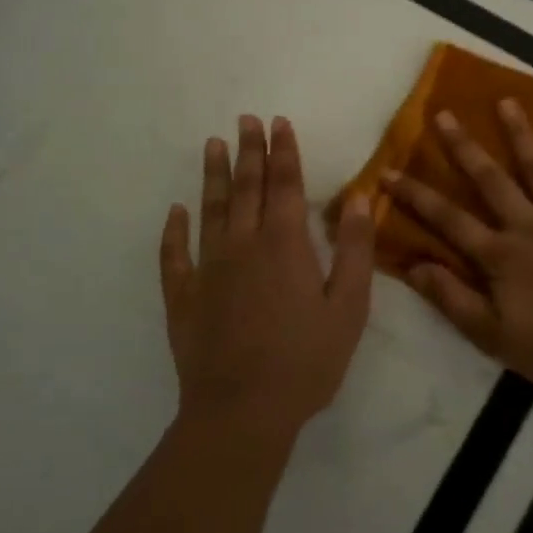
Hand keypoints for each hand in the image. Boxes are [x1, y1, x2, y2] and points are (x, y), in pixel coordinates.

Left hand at [160, 115, 373, 439]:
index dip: (283, 150)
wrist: (242, 412)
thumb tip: (358, 199)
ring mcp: (208, 269)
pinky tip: (175, 213)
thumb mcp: (349, 307)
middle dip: (249, 150)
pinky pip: (175, 255)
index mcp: (284, 243)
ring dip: (213, 176)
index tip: (278, 122)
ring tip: (212, 145)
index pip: (284, 184)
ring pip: (211, 210)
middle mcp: (243, 244)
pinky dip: (174, 231)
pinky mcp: (184, 297)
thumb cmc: (305, 360)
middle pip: (247, 187)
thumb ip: (355, 249)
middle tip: (244, 119)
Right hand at [382, 101, 532, 393]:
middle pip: (490, 179)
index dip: (414, 196)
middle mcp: (528, 224)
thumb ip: (452, 299)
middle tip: (445, 114)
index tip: (387, 171)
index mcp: (499, 254)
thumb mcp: (493, 336)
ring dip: (521, 134)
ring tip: (506, 101)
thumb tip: (412, 266)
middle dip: (464, 147)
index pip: (447, 219)